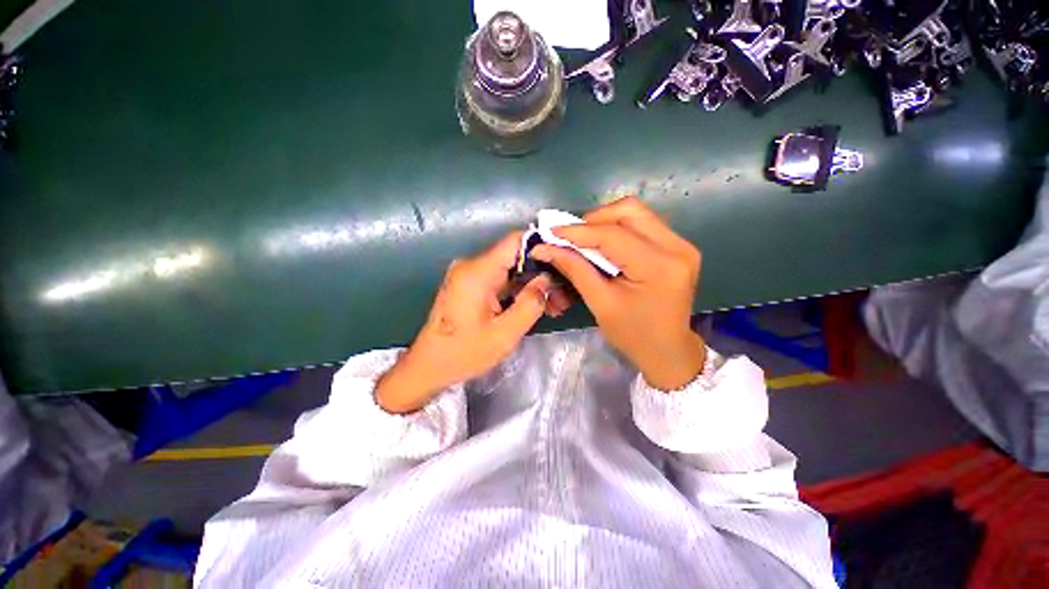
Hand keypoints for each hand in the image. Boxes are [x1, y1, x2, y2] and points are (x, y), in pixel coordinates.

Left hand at [376, 232, 570, 413]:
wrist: (428, 366)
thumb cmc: (463, 353)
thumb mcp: (504, 334)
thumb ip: (530, 303)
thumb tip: (547, 281)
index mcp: (477, 272)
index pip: (515, 241)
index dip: (542, 247)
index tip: (563, 263)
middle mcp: (472, 266)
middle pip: (515, 257)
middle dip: (541, 275)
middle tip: (562, 297)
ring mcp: (470, 275)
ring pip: (510, 270)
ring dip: (531, 286)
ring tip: (554, 305)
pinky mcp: (470, 285)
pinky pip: (500, 281)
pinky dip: (517, 291)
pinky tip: (534, 306)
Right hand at [531, 197, 705, 390]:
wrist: (668, 350)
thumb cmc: (633, 334)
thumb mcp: (600, 303)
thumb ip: (575, 269)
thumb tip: (545, 248)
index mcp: (658, 267)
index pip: (613, 235)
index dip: (578, 231)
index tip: (551, 231)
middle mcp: (677, 248)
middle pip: (630, 211)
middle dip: (594, 219)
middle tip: (572, 236)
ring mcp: (681, 244)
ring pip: (636, 213)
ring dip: (606, 221)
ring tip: (585, 239)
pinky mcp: (678, 246)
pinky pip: (643, 224)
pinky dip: (618, 228)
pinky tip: (604, 244)